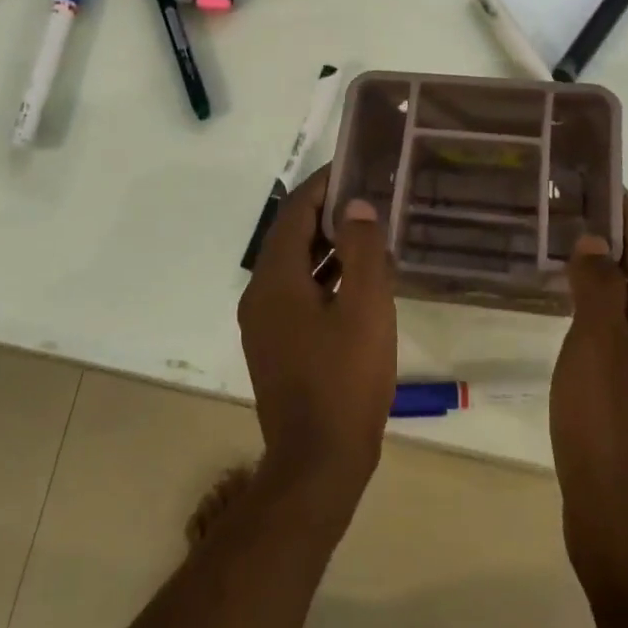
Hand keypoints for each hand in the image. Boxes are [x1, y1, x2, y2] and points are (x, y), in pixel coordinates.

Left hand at [237, 167, 397, 515]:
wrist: (319, 462)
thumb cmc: (345, 380)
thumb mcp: (365, 308)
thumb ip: (362, 251)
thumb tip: (357, 206)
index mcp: (275, 280)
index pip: (294, 213)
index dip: (322, 185)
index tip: (352, 165)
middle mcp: (260, 295)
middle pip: (290, 238)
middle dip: (326, 213)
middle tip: (367, 196)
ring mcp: (264, 323)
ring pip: (295, 268)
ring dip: (327, 247)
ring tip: (368, 231)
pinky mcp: (276, 346)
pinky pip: (298, 295)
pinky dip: (324, 278)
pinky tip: (356, 281)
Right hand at [551, 193, 627, 594]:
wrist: (621, 517)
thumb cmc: (607, 422)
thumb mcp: (598, 345)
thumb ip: (599, 289)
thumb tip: (599, 241)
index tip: (608, 185)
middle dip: (616, 245)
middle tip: (573, 217)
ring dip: (604, 281)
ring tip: (566, 260)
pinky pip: (616, 341)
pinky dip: (596, 317)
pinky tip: (570, 323)